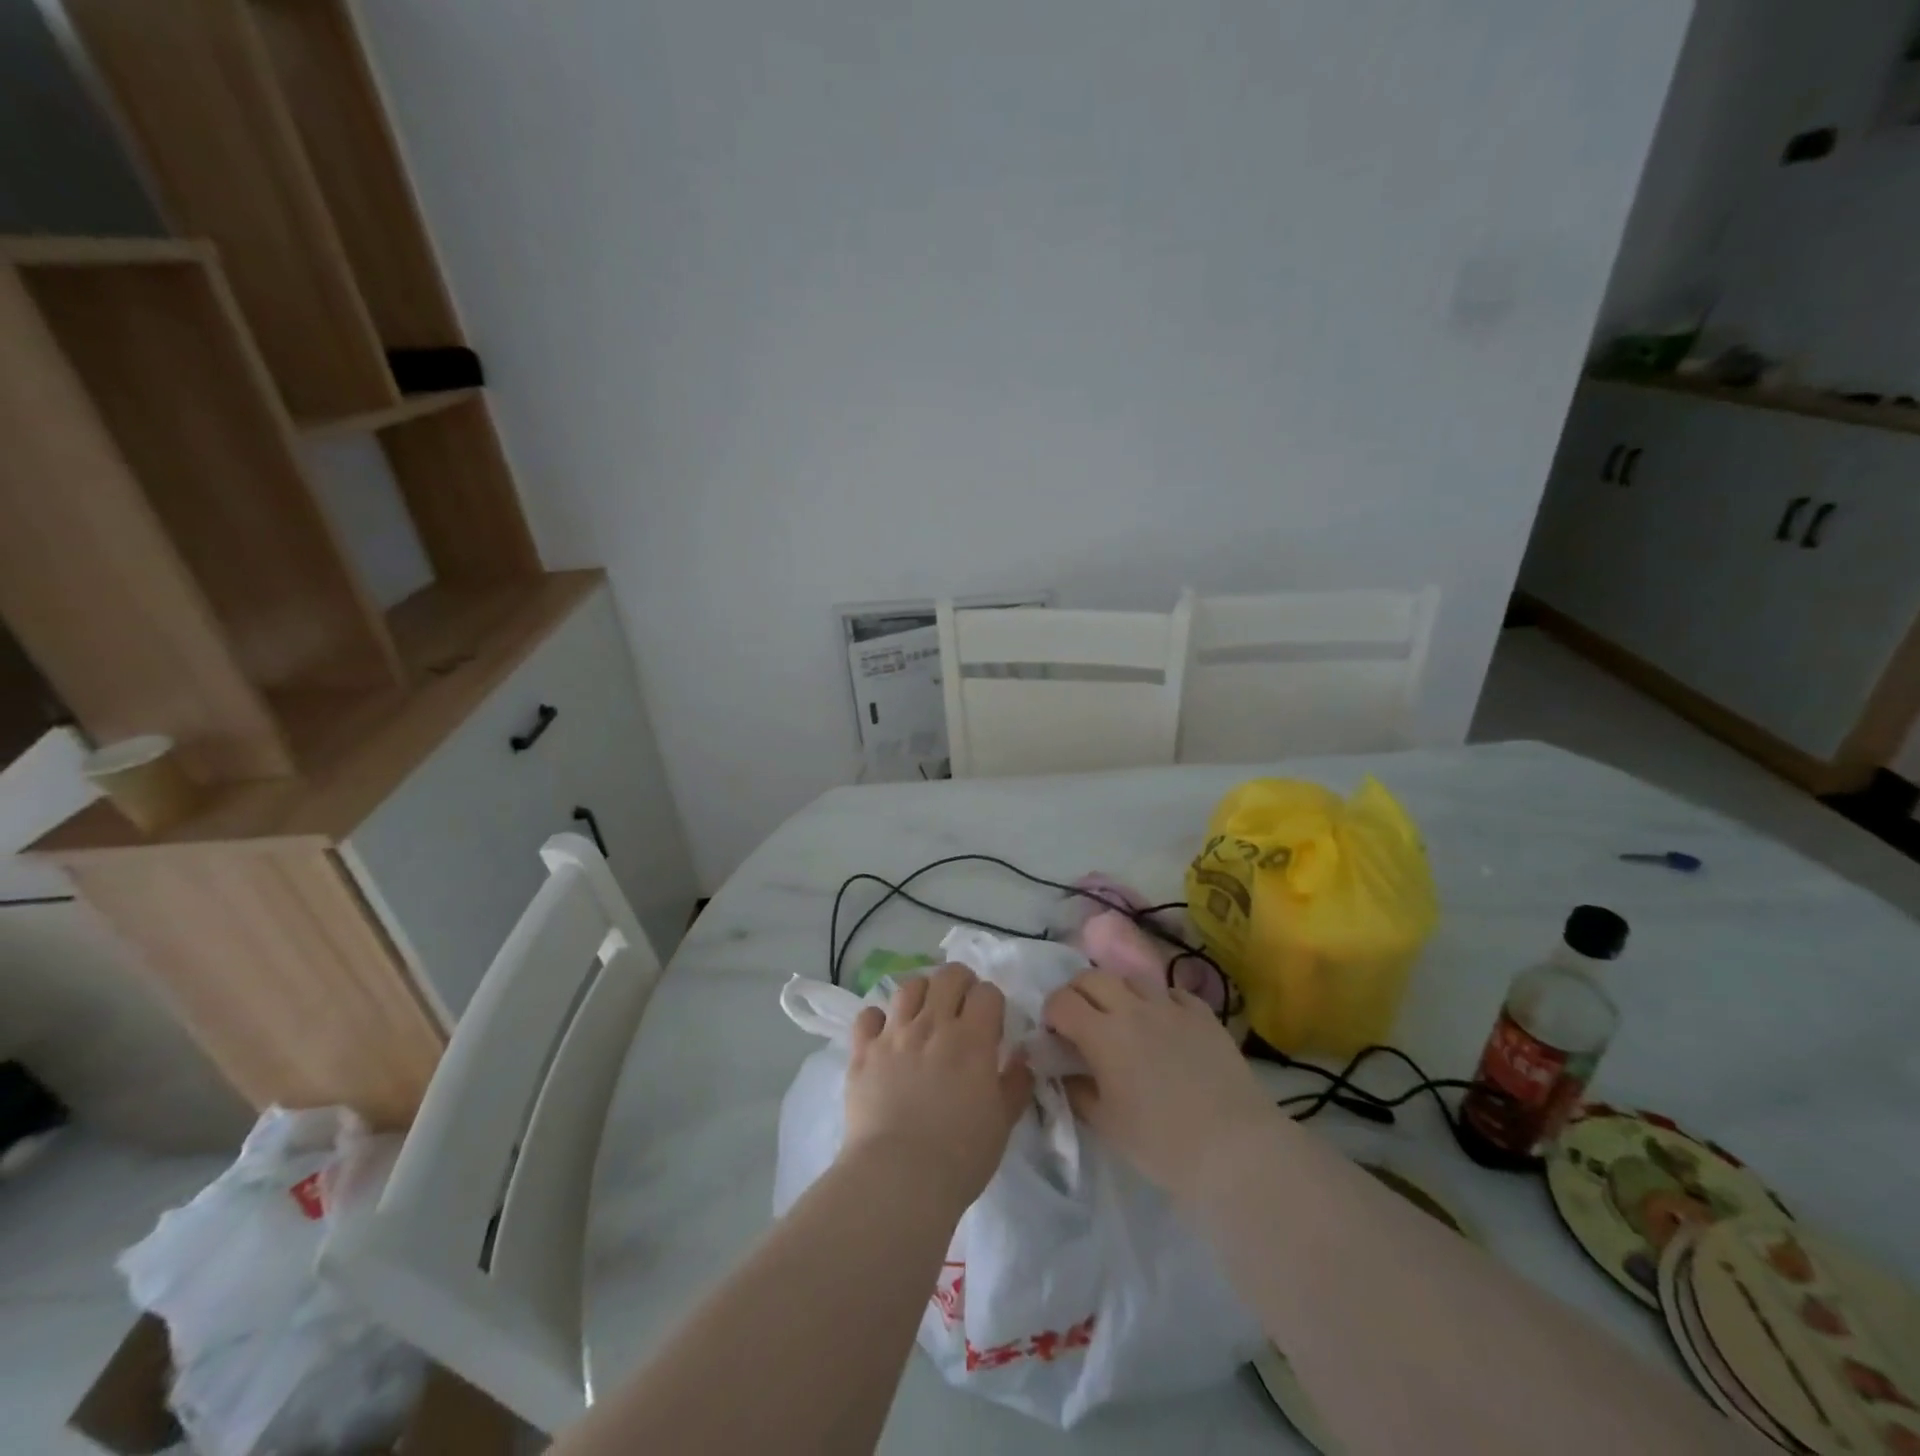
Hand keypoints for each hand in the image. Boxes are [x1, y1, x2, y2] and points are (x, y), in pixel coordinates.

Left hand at [842, 963, 1033, 1213]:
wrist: (898, 1178)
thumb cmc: (960, 1156)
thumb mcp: (1003, 1123)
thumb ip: (1016, 1083)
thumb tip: (1022, 1057)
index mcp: (972, 1039)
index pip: (987, 993)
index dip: (992, 1002)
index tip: (991, 1023)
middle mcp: (933, 1025)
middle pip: (948, 976)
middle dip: (960, 982)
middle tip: (962, 1004)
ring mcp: (894, 1034)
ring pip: (909, 987)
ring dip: (922, 993)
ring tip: (925, 1012)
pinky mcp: (863, 1051)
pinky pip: (868, 1016)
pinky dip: (878, 1019)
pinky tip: (885, 1034)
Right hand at [1044, 970, 1274, 1200]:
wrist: (1235, 1147)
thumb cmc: (1161, 1143)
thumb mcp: (1106, 1124)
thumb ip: (1077, 1091)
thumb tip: (1063, 1072)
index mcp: (1103, 1033)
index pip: (1062, 1001)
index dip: (1051, 1013)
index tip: (1054, 1035)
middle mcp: (1133, 1008)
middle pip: (1092, 977)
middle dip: (1078, 993)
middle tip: (1080, 1021)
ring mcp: (1171, 1006)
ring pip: (1132, 978)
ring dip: (1117, 993)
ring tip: (1122, 1019)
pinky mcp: (1203, 1014)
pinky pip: (1171, 993)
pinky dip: (1158, 1002)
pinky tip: (1163, 1025)